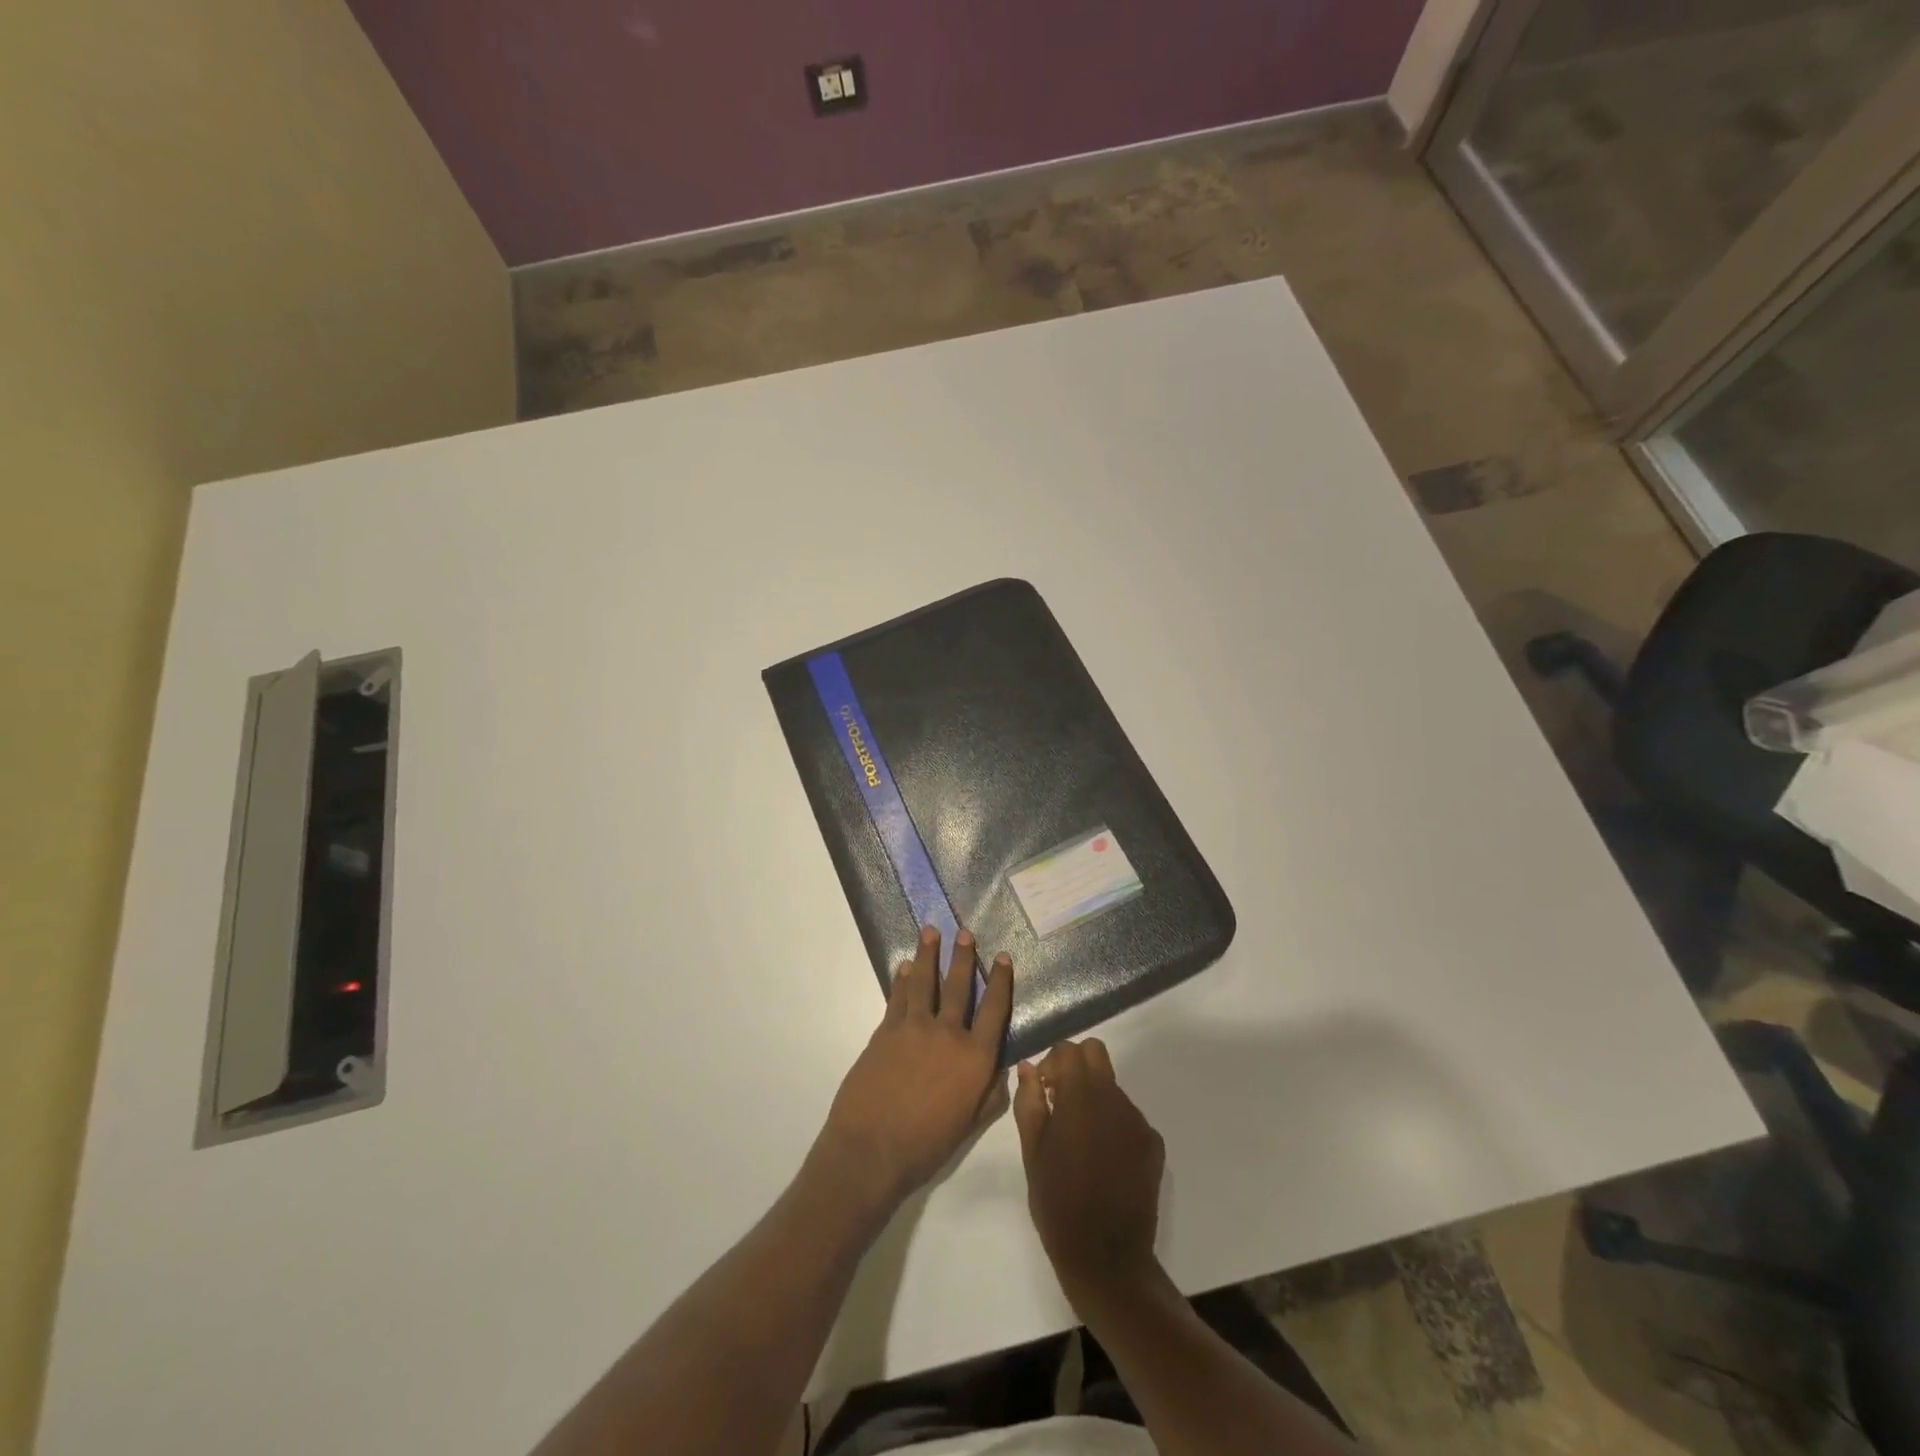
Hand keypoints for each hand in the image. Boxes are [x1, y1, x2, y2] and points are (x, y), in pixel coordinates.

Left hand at [815, 926, 1013, 1213]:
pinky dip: (903, 979)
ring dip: (928, 954)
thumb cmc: (926, 1146)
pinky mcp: (886, 1031)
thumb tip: (1005, 1070)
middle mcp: (948, 1034)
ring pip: (925, 982)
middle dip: (963, 957)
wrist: (871, 1149)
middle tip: (965, 932)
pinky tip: (905, 966)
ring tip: (931, 931)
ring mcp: (914, 1028)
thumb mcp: (969, 1126)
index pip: (994, 1010)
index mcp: (974, 1058)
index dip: (1000, 981)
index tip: (1002, 956)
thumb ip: (990, 1095)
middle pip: (958, 986)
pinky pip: (898, 997)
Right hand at [1013, 1039, 1164, 1312]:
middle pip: (1096, 1054)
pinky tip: (1102, 1158)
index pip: (1069, 1049)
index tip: (1042, 1090)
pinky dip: (1112, 1123)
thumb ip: (1029, 1102)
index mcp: (1081, 1097)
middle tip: (1060, 1102)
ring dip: (1094, 1098)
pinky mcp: (1153, 1143)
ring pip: (1112, 1086)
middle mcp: (1114, 1099)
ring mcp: (1138, 1121)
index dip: (1052, 1063)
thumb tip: (1029, 1067)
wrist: (1106, 1258)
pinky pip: (1128, 1116)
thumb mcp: (1032, 1151)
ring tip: (1079, 1139)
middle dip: (1075, 1068)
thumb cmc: (1058, 1203)